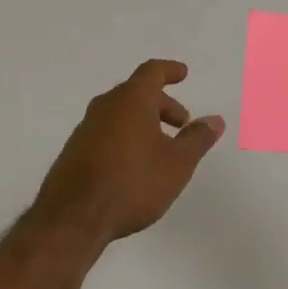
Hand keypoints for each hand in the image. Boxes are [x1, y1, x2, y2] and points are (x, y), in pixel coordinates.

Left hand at [32, 60, 223, 248]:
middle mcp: (106, 106)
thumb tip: (215, 120)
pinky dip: (125, 137)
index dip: (169, 70)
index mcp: (132, 99)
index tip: (182, 74)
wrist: (72, 218)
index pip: (152, 72)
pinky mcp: (74, 151)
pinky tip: (133, 165)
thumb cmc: (132, 182)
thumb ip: (197, 139)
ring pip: (120, 114)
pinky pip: (106, 132)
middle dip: (162, 104)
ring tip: (160, 148)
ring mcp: (86, 128)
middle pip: (136, 93)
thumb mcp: (177, 163)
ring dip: (143, 122)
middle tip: (181, 124)